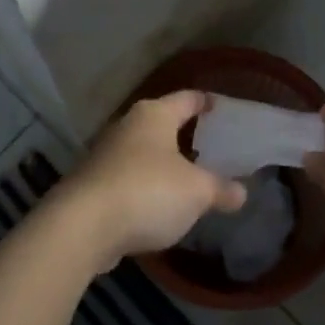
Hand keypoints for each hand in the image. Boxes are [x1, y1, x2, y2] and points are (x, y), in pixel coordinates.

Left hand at [55, 90, 247, 269]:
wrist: (83, 225)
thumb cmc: (147, 191)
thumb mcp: (196, 192)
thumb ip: (220, 189)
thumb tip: (242, 192)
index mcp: (155, 115)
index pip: (187, 98)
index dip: (205, 102)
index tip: (220, 106)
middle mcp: (128, 126)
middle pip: (162, 123)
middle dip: (184, 134)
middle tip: (210, 146)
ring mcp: (106, 154)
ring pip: (143, 152)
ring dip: (162, 163)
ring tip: (187, 177)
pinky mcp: (93, 184)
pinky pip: (128, 178)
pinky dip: (145, 186)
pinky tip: (158, 204)